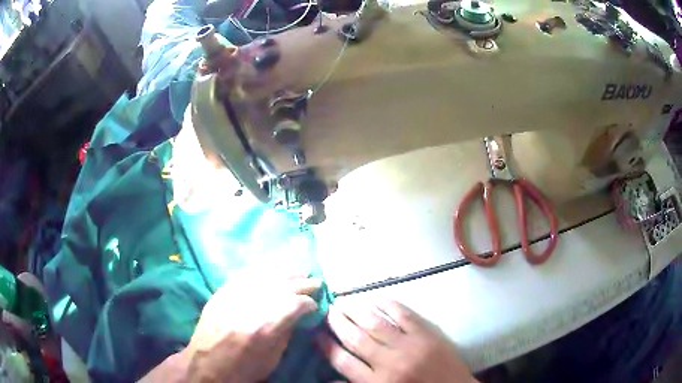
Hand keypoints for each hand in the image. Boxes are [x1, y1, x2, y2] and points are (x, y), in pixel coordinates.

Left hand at [180, 275, 320, 381]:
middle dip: (303, 283)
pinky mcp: (221, 292)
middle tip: (315, 283)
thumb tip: (298, 316)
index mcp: (264, 327)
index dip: (309, 303)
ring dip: (285, 273)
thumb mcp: (272, 359)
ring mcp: (233, 295)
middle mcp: (249, 306)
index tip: (315, 306)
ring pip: (264, 275)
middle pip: (282, 285)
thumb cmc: (242, 369)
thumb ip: (286, 333)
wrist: (206, 365)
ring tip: (298, 272)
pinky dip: (262, 270)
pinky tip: (272, 269)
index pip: (295, 303)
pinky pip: (245, 274)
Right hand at [317, 300, 477, 382]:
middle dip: (338, 323)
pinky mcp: (428, 334)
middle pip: (355, 338)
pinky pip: (404, 315)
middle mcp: (389, 363)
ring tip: (343, 302)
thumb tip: (329, 378)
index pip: (342, 361)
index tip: (316, 334)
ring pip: (375, 323)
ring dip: (356, 310)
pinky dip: (388, 305)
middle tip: (328, 311)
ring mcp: (410, 346)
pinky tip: (376, 299)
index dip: (326, 346)